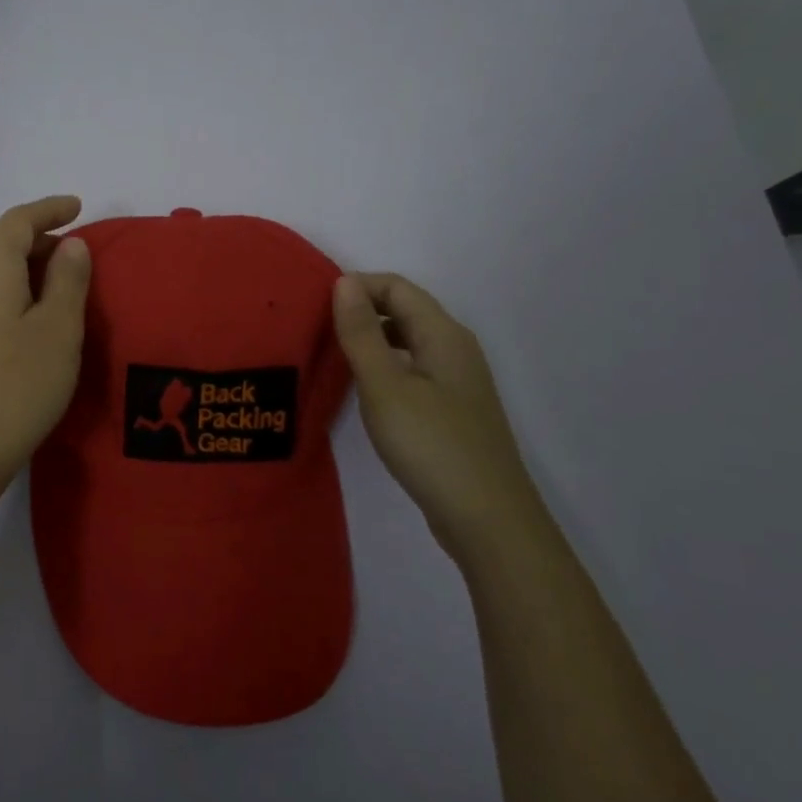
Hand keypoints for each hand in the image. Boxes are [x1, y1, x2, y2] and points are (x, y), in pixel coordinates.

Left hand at [0, 196, 91, 496]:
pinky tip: (33, 320)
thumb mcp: (59, 328)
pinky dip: (14, 293)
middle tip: (78, 254)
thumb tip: (70, 245)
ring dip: (27, 269)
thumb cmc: (19, 382)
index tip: (78, 207)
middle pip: (2, 244)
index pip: (18, 220)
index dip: (49, 209)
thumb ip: (68, 279)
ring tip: (62, 287)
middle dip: (41, 240)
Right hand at [332, 273, 546, 561]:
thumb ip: (361, 333)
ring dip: (371, 337)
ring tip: (332, 353)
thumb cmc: (431, 444)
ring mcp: (457, 380)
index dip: (356, 286)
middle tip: (316, 327)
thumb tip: (344, 282)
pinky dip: (385, 364)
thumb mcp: (384, 386)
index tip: (314, 304)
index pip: (396, 287)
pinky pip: (413, 367)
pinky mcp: (453, 408)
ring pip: (408, 340)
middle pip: (404, 309)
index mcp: (443, 334)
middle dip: (361, 309)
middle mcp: (455, 348)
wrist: (487, 519)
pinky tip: (364, 388)